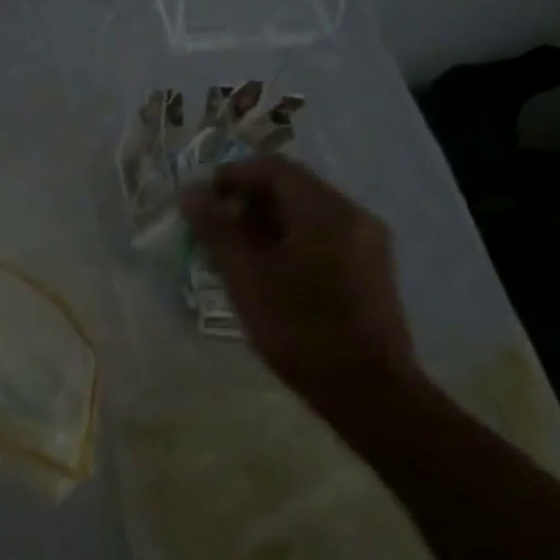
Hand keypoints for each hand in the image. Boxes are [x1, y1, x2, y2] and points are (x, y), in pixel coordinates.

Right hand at [181, 158, 416, 408]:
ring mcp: (367, 244)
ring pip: (306, 216)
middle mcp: (353, 216)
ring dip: (265, 225)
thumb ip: (215, 229)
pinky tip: (267, 275)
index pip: (273, 168)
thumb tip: (190, 190)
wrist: (368, 391)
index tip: (200, 201)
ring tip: (232, 257)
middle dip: (246, 203)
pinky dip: (288, 243)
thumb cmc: (299, 328)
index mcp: (326, 210)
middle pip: (292, 189)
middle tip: (212, 233)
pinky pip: (322, 238)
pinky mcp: (370, 271)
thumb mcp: (246, 276)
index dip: (231, 176)